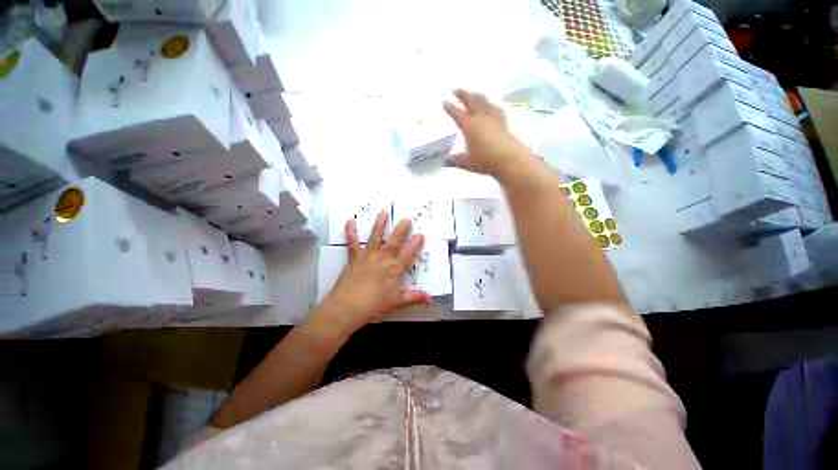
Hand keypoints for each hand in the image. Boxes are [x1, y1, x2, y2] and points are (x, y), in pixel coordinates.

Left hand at [318, 211, 431, 332]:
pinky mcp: (354, 258)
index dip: (415, 244)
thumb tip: (431, 300)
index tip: (421, 234)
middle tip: (407, 219)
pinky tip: (350, 221)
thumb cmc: (374, 306)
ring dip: (379, 224)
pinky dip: (351, 232)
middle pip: (394, 241)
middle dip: (401, 229)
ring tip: (383, 212)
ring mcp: (367, 256)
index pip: (408, 254)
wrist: (347, 307)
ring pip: (375, 237)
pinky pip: (352, 243)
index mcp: (394, 269)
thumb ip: (414, 298)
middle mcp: (382, 259)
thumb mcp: (397, 303)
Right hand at [443, 89, 530, 177]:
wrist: (508, 159)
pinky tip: (491, 105)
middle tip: (455, 89)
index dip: (450, 108)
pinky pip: (495, 108)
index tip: (444, 102)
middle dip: (462, 94)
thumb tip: (443, 161)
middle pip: (471, 101)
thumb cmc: (484, 161)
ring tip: (472, 94)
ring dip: (476, 95)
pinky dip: (490, 104)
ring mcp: (493, 118)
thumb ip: (454, 160)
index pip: (457, 114)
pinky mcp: (503, 121)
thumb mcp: (466, 162)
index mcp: (469, 126)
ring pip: (483, 101)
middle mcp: (480, 118)